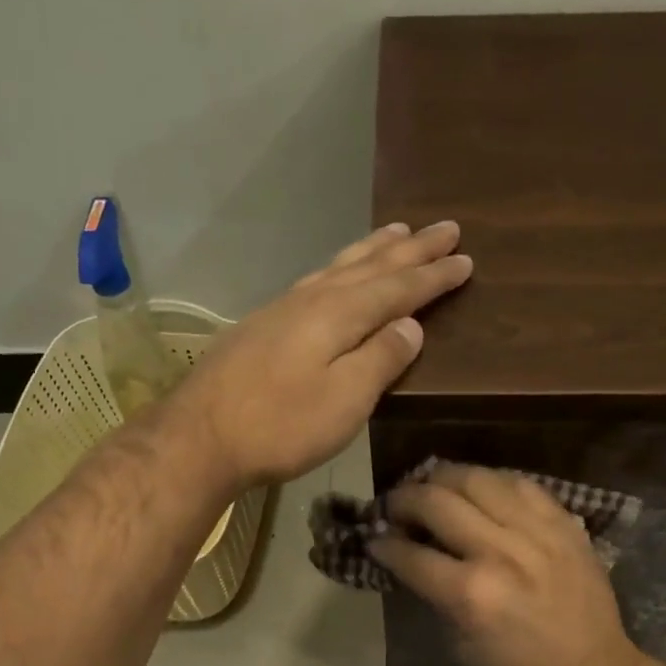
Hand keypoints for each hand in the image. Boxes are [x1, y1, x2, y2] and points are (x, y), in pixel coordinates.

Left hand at [171, 221, 472, 487]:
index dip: (433, 276)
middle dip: (412, 249)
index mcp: (339, 314)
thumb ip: (381, 359)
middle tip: (446, 228)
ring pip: (340, 266)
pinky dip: (340, 267)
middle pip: (371, 266)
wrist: (200, 437)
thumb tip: (411, 325)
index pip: (398, 288)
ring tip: (398, 231)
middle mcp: (313, 299)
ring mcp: (283, 308)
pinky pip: (317, 279)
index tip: (465, 259)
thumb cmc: (281, 425)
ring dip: (374, 249)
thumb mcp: (345, 400)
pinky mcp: (263, 324)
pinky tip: (338, 272)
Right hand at [370, 463, 647, 665]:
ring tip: (433, 490)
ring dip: (443, 479)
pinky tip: (480, 491)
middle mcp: (500, 552)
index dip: (382, 544)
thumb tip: (410, 558)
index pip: (408, 553)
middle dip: (403, 499)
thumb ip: (433, 594)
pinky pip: (519, 483)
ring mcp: (535, 532)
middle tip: (396, 509)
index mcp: (469, 594)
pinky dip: (491, 482)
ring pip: (476, 478)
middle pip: (435, 500)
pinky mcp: (563, 523)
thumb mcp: (460, 647)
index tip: (374, 540)